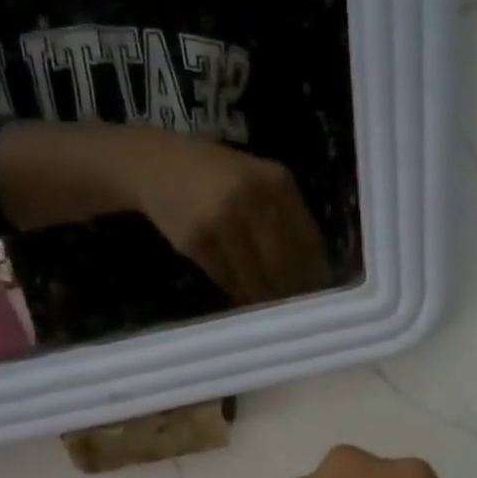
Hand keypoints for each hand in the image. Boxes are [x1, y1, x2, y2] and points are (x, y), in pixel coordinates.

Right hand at [128, 132, 333, 304]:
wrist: (156, 165)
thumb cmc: (217, 177)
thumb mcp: (258, 182)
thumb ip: (286, 218)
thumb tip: (316, 273)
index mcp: (277, 182)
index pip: (308, 241)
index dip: (316, 275)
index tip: (321, 296)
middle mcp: (251, 197)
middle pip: (284, 264)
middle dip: (293, 293)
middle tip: (298, 312)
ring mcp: (222, 219)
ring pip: (256, 277)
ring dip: (266, 299)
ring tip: (273, 310)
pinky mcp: (196, 241)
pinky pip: (228, 280)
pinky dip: (241, 294)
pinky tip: (246, 298)